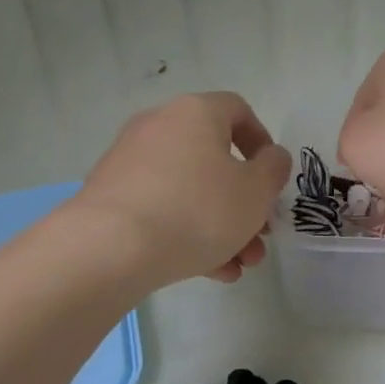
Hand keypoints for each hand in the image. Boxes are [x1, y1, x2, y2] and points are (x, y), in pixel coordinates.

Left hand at [75, 92, 291, 286]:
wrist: (110, 248)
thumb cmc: (197, 209)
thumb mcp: (255, 191)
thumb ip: (274, 169)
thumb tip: (270, 158)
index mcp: (196, 113)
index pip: (238, 110)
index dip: (262, 143)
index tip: (272, 179)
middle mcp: (160, 127)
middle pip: (215, 160)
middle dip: (245, 203)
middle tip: (260, 237)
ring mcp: (130, 162)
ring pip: (190, 191)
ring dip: (221, 227)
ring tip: (238, 267)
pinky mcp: (111, 197)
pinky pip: (162, 209)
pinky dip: (187, 233)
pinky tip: (208, 272)